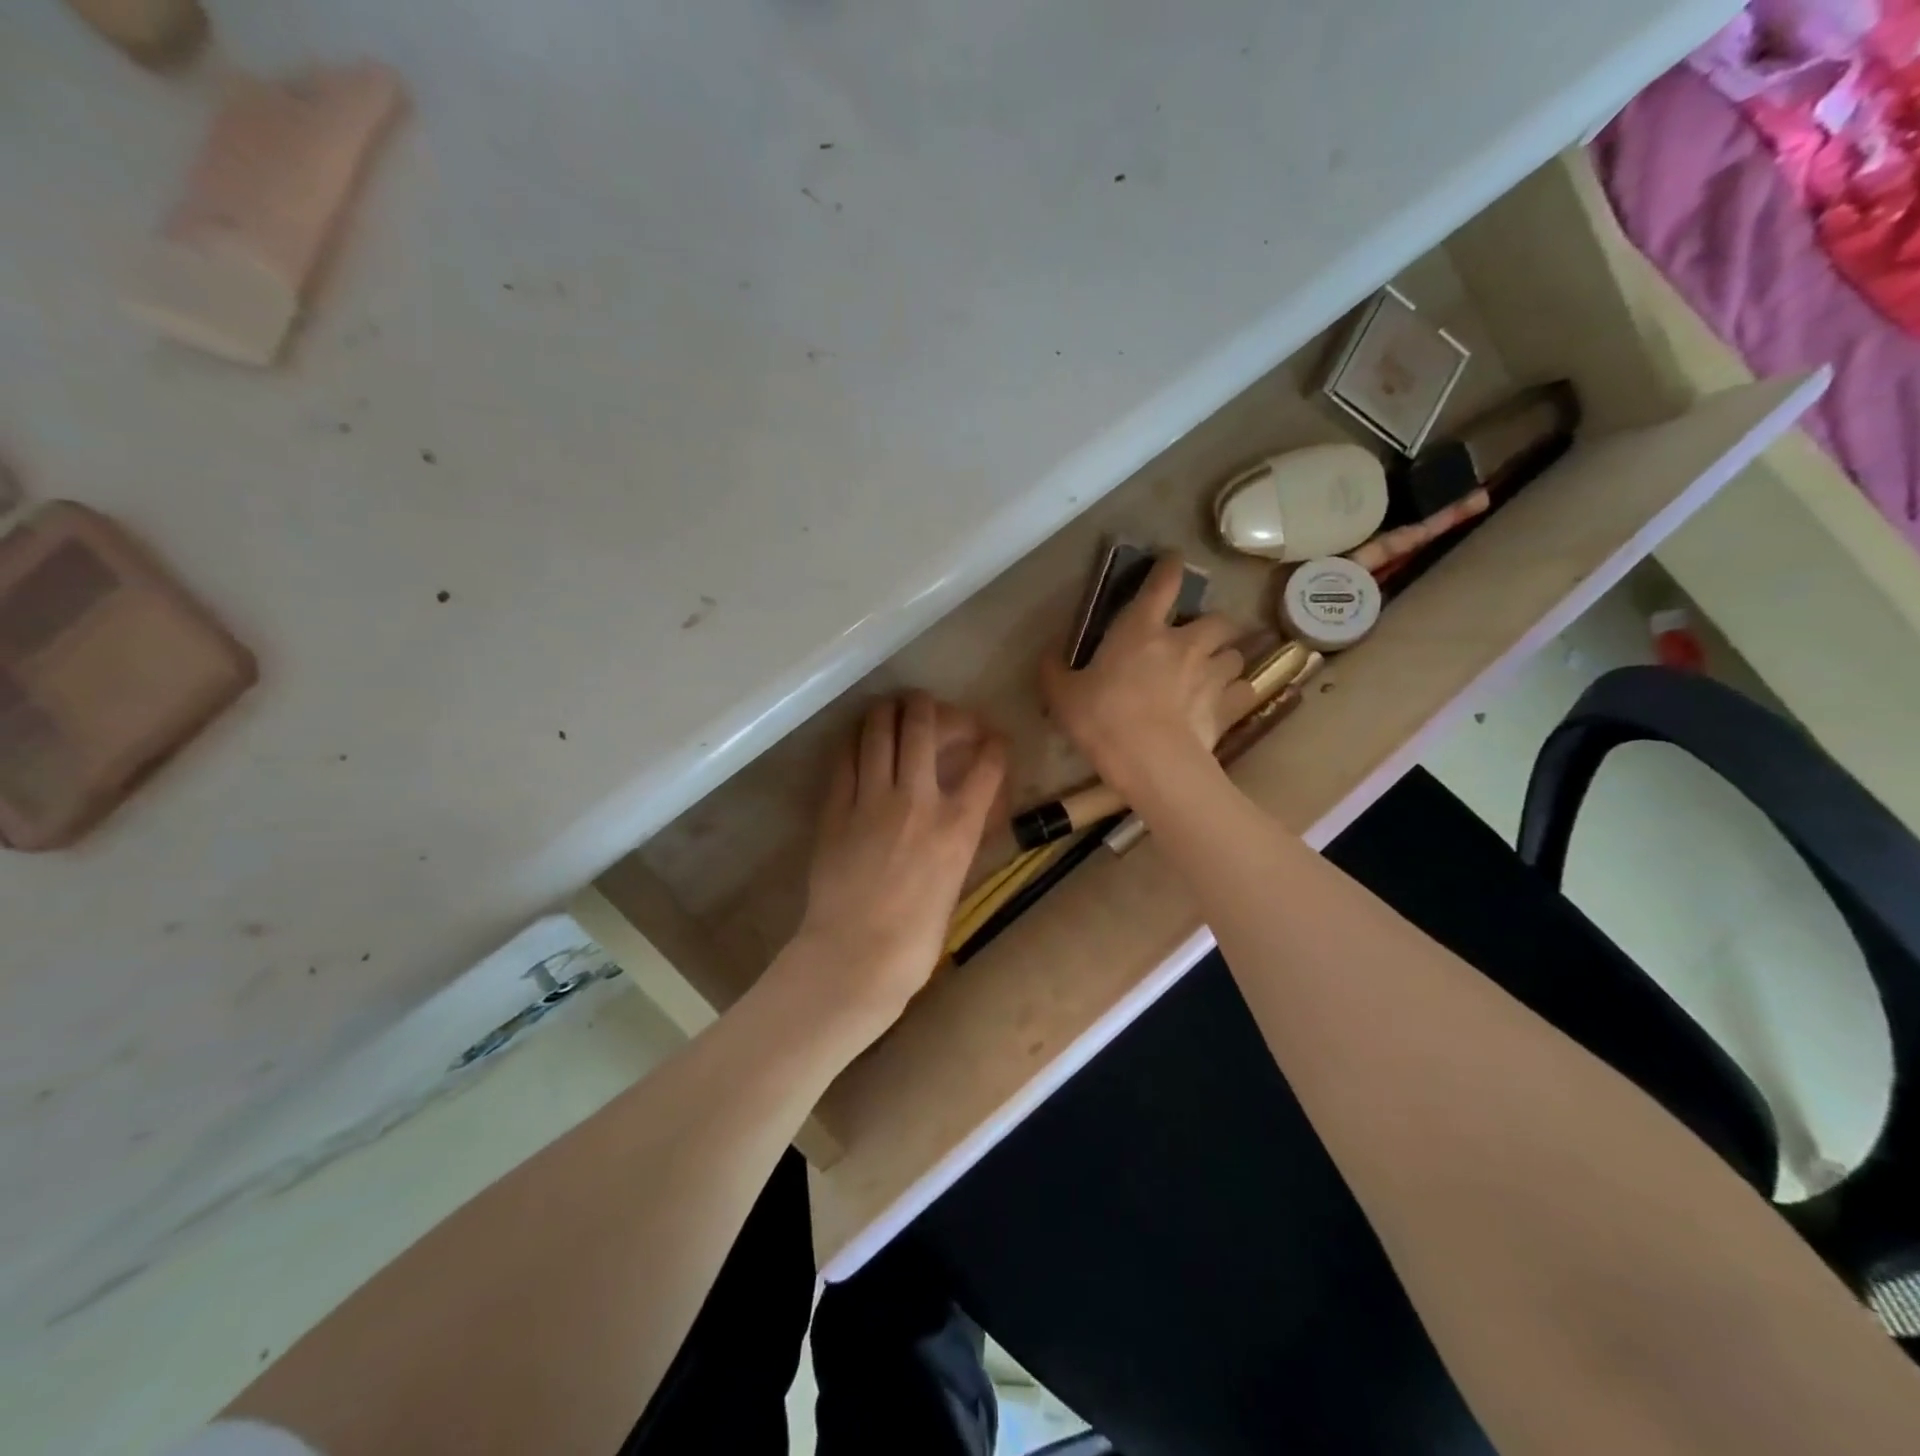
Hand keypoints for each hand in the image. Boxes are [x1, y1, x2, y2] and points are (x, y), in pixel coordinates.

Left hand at [789, 693, 1006, 1027]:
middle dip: (931, 706)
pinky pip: (845, 757)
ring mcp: (872, 799)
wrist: (856, 956)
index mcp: (957, 826)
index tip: (992, 738)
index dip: (994, 742)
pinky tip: (859, 738)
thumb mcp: (955, 881)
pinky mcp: (836, 807)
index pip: (987, 763)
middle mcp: (917, 800)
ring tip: (892, 708)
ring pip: (879, 730)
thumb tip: (960, 813)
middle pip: (924, 726)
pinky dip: (856, 740)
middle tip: (929, 706)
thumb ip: (958, 838)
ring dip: (889, 710)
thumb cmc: (916, 937)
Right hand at [1041, 555, 1258, 794]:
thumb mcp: (1063, 696)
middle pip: (1216, 618)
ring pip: (1235, 653)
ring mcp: (1212, 673)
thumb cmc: (1103, 721)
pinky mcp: (1230, 705)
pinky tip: (1227, 702)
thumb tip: (1049, 655)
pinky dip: (1237, 693)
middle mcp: (1184, 642)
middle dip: (1211, 624)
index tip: (1174, 559)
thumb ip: (1054, 672)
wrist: (1152, 762)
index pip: (1161, 584)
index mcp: (1140, 630)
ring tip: (1214, 672)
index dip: (1169, 567)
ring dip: (1225, 658)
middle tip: (1199, 638)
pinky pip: (1244, 690)